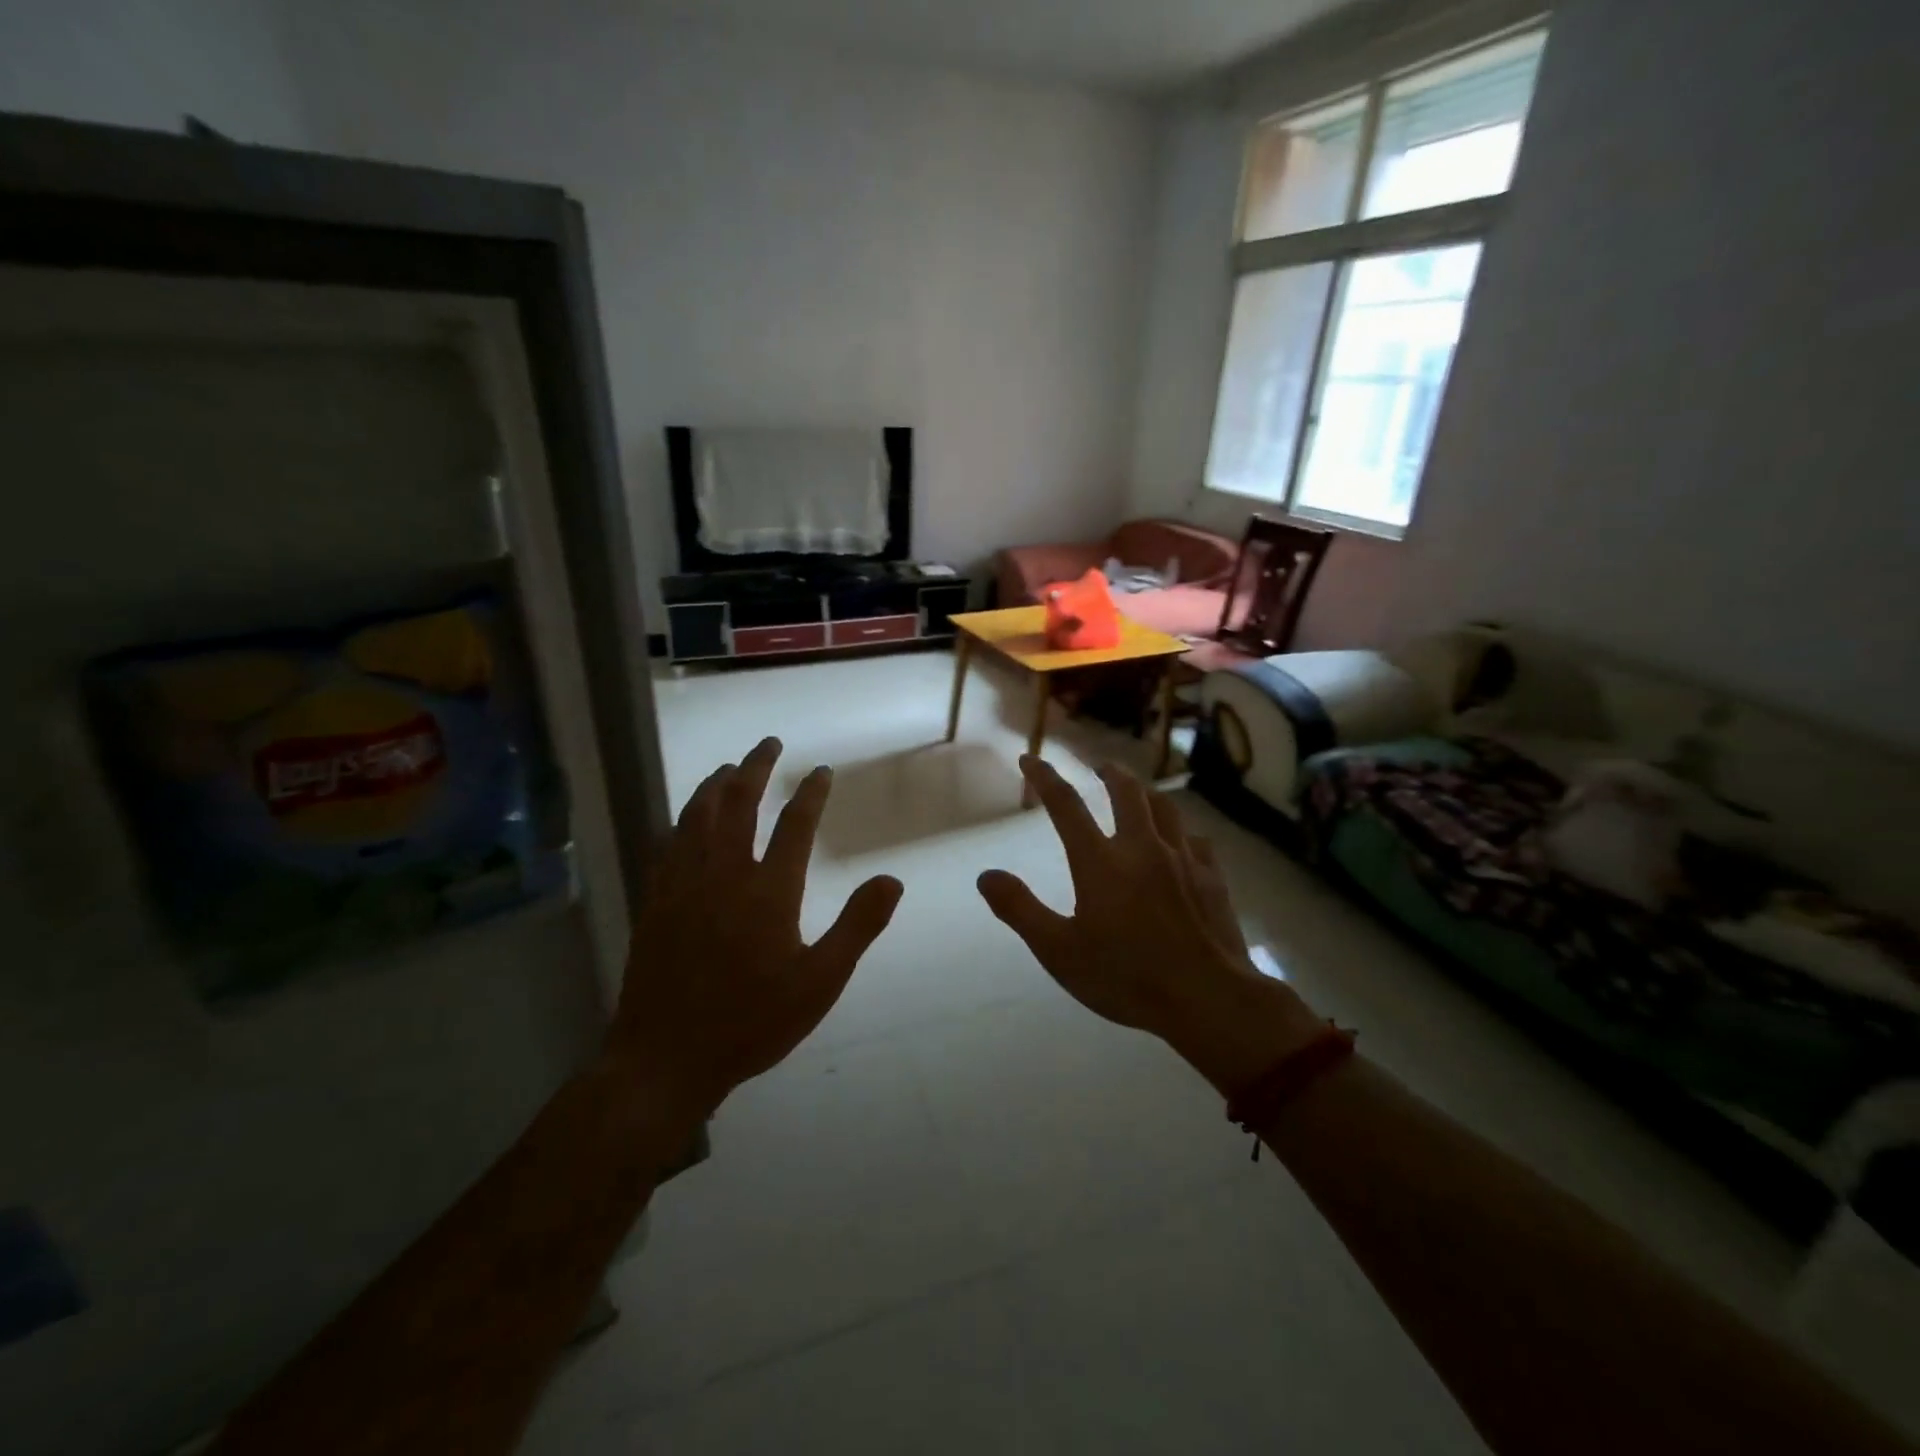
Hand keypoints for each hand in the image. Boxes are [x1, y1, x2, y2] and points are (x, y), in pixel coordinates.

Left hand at [606, 738, 902, 1116]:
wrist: (666, 1059)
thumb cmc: (752, 1023)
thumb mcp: (820, 982)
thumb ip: (857, 926)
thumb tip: (892, 879)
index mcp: (769, 891)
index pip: (794, 825)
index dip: (811, 793)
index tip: (821, 771)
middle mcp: (724, 875)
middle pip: (738, 803)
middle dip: (756, 768)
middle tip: (769, 743)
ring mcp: (683, 886)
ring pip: (697, 816)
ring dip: (715, 785)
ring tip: (728, 766)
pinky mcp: (656, 902)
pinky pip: (668, 844)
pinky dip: (682, 820)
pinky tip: (686, 818)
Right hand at [978, 757, 1321, 1092]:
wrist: (1207, 998)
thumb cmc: (1126, 977)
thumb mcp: (1058, 951)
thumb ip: (1020, 909)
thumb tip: (986, 875)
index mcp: (1100, 862)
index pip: (1065, 805)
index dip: (1044, 777)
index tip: (1030, 758)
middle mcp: (1142, 848)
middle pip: (1126, 792)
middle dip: (1110, 773)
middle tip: (1100, 767)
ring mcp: (1182, 860)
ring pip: (1164, 808)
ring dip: (1146, 793)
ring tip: (1138, 792)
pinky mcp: (1212, 878)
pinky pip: (1196, 840)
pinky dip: (1181, 832)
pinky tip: (1182, 841)